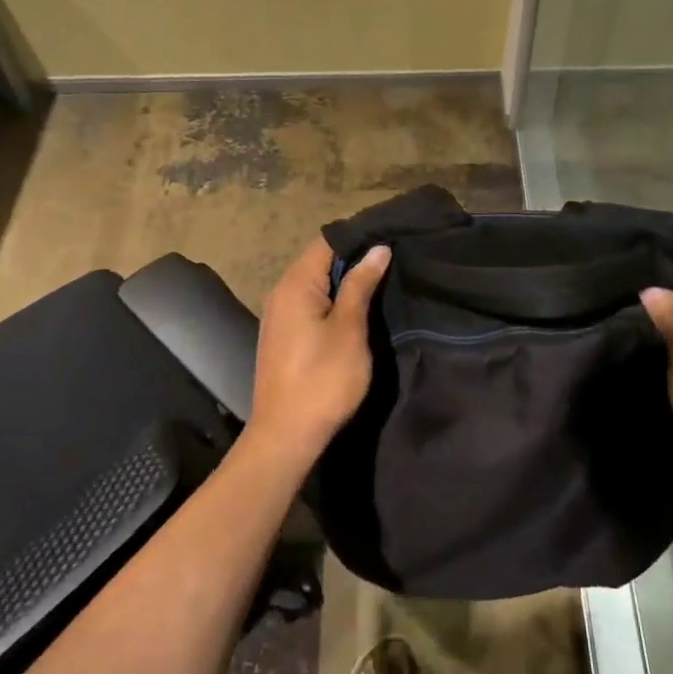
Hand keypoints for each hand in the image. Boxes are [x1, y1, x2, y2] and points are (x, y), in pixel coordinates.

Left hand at [248, 237, 391, 464]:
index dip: (358, 237)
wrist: (286, 436)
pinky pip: (309, 303)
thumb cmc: (322, 380)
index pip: (327, 242)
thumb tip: (378, 249)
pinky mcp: (283, 336)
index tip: (390, 237)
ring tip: (381, 280)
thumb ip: (361, 285)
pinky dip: (332, 300)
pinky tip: (356, 308)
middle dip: (354, 258)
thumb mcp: (349, 329)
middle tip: (393, 259)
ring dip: (344, 281)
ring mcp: (279, 316)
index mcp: (295, 285)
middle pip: (319, 260)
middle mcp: (281, 292)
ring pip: (315, 283)